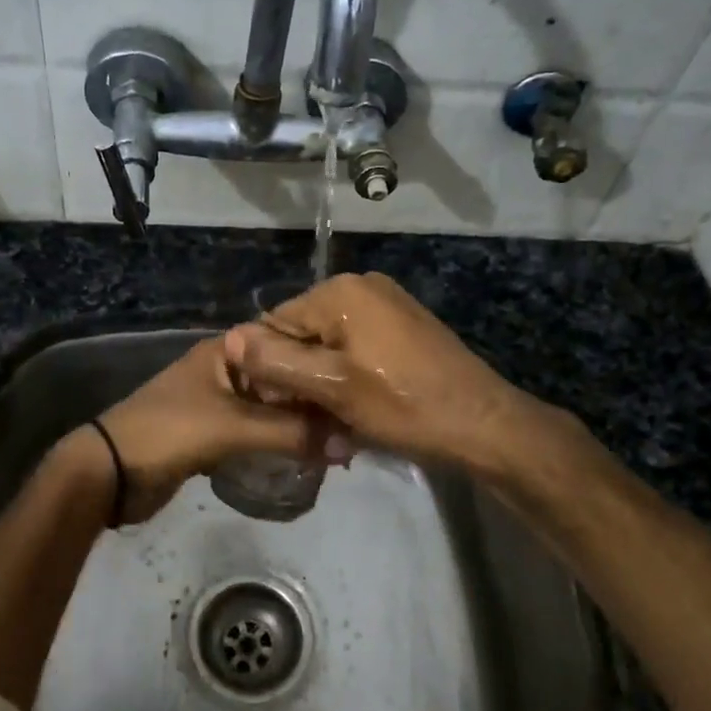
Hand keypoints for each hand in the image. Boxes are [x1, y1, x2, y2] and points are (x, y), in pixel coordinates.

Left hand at [91, 337, 344, 523]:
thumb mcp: (233, 428)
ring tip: (341, 439)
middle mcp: (225, 371)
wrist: (110, 473)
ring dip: (299, 423)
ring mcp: (218, 404)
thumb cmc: (169, 433)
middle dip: (315, 398)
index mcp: (227, 353)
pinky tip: (307, 455)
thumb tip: (349, 444)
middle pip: (282, 378)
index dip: (320, 360)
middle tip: (357, 417)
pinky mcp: (214, 435)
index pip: (286, 344)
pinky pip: (257, 433)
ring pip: (271, 408)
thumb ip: (290, 433)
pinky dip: (279, 442)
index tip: (359, 379)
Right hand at [221, 272, 527, 470]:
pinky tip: (361, 406)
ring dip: (324, 380)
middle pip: (303, 332)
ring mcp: (387, 304)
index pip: (276, 323)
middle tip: (314, 418)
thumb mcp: (333, 388)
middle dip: (300, 375)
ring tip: (338, 418)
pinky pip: (356, 347)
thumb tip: (227, 338)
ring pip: (329, 343)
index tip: (284, 408)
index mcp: (341, 292)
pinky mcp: (404, 325)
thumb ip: (276, 362)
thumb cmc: (404, 405)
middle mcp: (362, 286)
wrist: (483, 424)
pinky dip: (349, 375)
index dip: (271, 368)